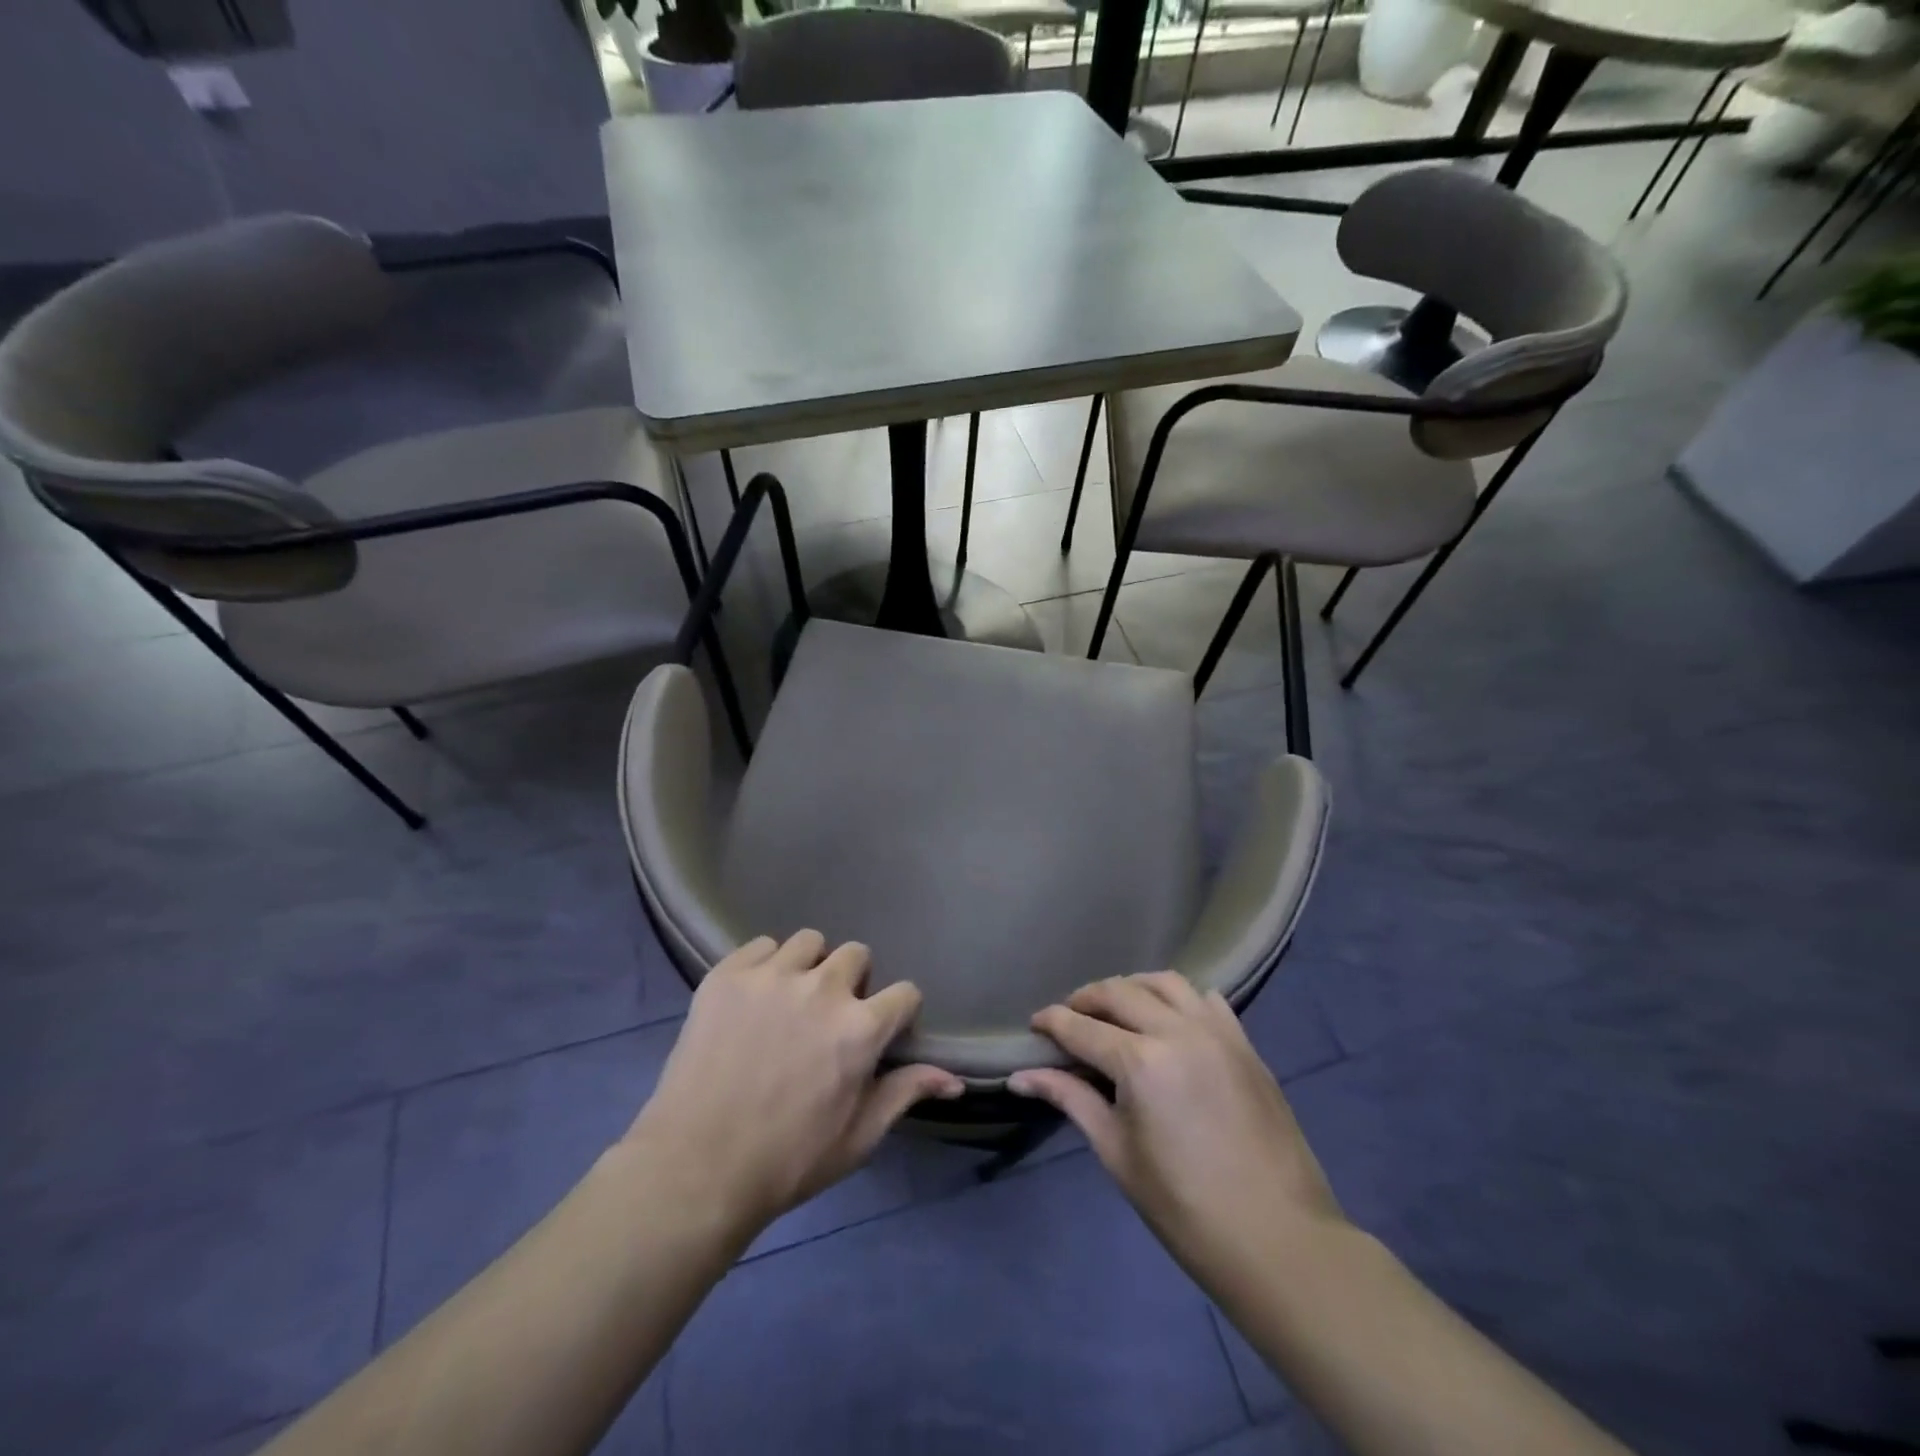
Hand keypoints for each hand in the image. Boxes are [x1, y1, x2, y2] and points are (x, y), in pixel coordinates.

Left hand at [623, 931, 964, 1237]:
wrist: (695, 1168)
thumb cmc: (787, 1161)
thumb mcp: (857, 1137)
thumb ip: (906, 1093)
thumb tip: (955, 1081)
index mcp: (860, 1027)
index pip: (905, 992)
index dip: (898, 1013)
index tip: (883, 1033)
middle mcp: (822, 988)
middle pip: (857, 954)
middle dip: (853, 983)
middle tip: (830, 1019)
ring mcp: (772, 975)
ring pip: (810, 942)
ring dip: (810, 967)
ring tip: (791, 1001)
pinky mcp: (728, 974)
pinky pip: (760, 946)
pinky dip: (765, 965)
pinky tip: (753, 999)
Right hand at [1010, 972, 1343, 1279]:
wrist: (1277, 1239)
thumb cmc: (1184, 1208)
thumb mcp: (1117, 1153)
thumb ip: (1070, 1100)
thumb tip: (1020, 1077)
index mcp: (1140, 1062)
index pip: (1081, 1027)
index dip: (1051, 1021)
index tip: (1035, 1024)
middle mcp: (1177, 1031)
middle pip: (1119, 993)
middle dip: (1086, 999)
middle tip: (1070, 1018)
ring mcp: (1216, 1032)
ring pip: (1164, 982)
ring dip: (1132, 988)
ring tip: (1117, 1010)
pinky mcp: (1245, 1043)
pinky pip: (1207, 999)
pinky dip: (1180, 999)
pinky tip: (1170, 1020)